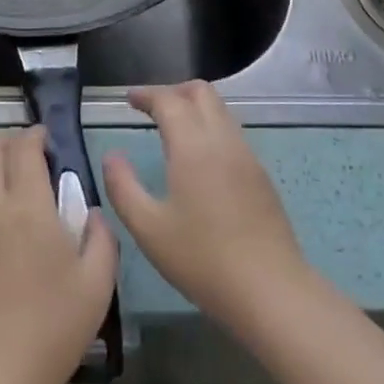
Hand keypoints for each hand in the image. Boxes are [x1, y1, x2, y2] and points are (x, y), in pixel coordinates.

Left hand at [0, 126, 118, 383]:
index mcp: (27, 205)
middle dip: (9, 141)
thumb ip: (101, 238)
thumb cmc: (50, 329)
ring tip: (12, 186)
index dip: (36, 134)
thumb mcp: (97, 285)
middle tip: (32, 157)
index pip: (23, 147)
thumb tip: (91, 213)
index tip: (49, 141)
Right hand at [102, 81, 309, 335]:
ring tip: (170, 128)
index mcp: (193, 146)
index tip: (128, 99)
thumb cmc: (202, 260)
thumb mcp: (148, 229)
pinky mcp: (261, 176)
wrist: (271, 292)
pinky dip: (210, 127)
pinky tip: (197, 157)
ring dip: (194, 107)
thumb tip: (112, 156)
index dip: (146, 94)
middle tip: (149, 108)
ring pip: (221, 110)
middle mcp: (223, 140)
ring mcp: (247, 156)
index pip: (169, 100)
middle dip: (173, 91)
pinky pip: (232, 132)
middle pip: (201, 92)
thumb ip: (123, 187)